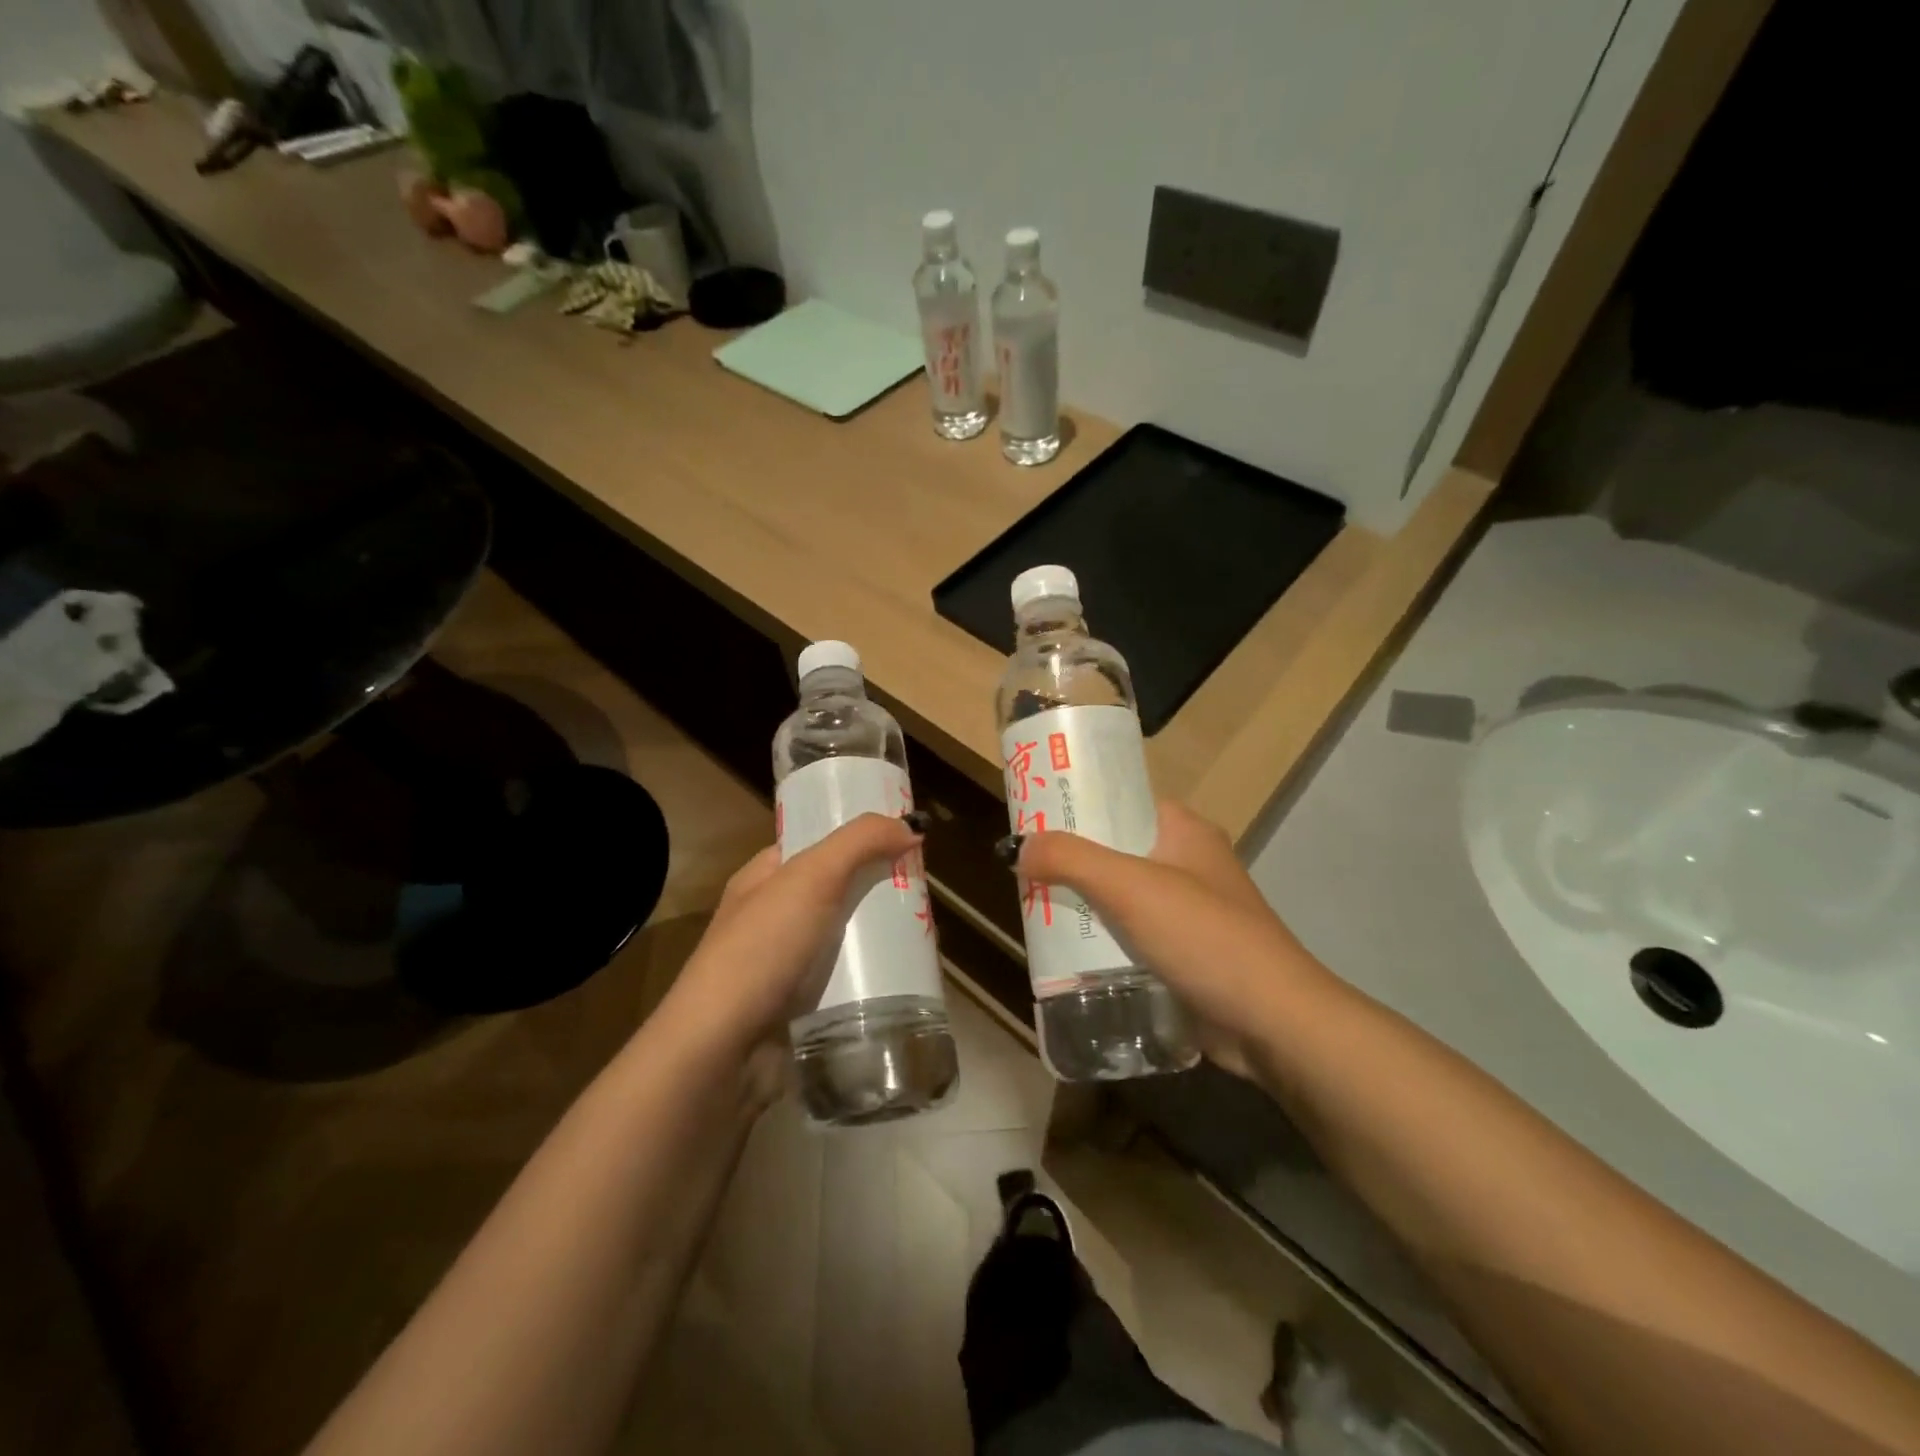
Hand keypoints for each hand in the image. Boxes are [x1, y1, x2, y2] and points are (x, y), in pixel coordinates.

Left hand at [661, 813, 921, 1082]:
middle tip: (924, 891)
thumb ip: (859, 843)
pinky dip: (873, 976)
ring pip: (845, 938)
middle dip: (878, 888)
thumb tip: (910, 825)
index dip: (857, 836)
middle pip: (837, 890)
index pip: (815, 843)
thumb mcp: (811, 878)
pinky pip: (846, 980)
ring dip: (881, 936)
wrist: (722, 1051)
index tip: (903, 838)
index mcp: (763, 878)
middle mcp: (771, 918)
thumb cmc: (762, 950)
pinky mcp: (800, 1007)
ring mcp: (784, 966)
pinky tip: (906, 976)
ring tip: (928, 934)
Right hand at [1015, 800, 1330, 1078]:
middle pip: (1115, 850)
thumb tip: (1019, 847)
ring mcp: (1190, 910)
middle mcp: (1188, 863)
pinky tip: (1069, 953)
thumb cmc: (1204, 936)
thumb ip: (1071, 860)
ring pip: (1121, 896)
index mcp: (1184, 830)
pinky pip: (1133, 935)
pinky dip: (1104, 940)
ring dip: (1084, 904)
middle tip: (1024, 872)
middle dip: (1072, 862)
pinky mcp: (1187, 953)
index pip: (1121, 802)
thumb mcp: (1130, 887)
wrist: (1273, 1022)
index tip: (1032, 821)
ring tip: (1035, 910)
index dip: (1077, 807)